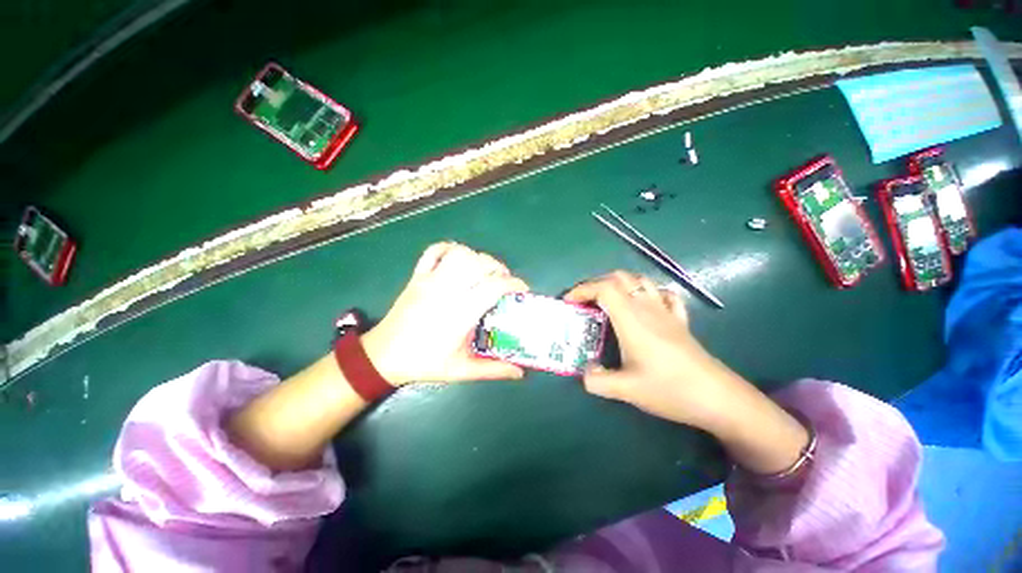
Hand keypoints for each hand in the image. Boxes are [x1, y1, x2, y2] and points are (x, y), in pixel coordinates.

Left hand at [362, 242, 528, 384]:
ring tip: (484, 272)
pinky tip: (458, 259)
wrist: (383, 356)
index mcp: (460, 312)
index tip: (523, 290)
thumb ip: (494, 370)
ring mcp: (430, 280)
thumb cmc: (424, 363)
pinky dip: (450, 248)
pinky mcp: (417, 276)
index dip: (514, 284)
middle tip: (504, 282)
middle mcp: (447, 290)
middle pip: (480, 264)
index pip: (494, 286)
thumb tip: (521, 373)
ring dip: (478, 258)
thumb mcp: (462, 370)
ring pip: (460, 253)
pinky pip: (433, 251)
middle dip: (499, 269)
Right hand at [565, 271, 809, 473]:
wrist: (718, 398)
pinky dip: (647, 292)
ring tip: (607, 300)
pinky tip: (643, 304)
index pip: (604, 288)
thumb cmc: (670, 390)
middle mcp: (648, 308)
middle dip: (596, 283)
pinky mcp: (680, 320)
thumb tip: (585, 373)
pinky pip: (663, 294)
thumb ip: (597, 381)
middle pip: (620, 278)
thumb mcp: (627, 390)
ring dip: (619, 284)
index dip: (582, 289)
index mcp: (632, 320)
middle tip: (584, 301)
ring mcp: (666, 312)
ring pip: (640, 280)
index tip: (569, 302)